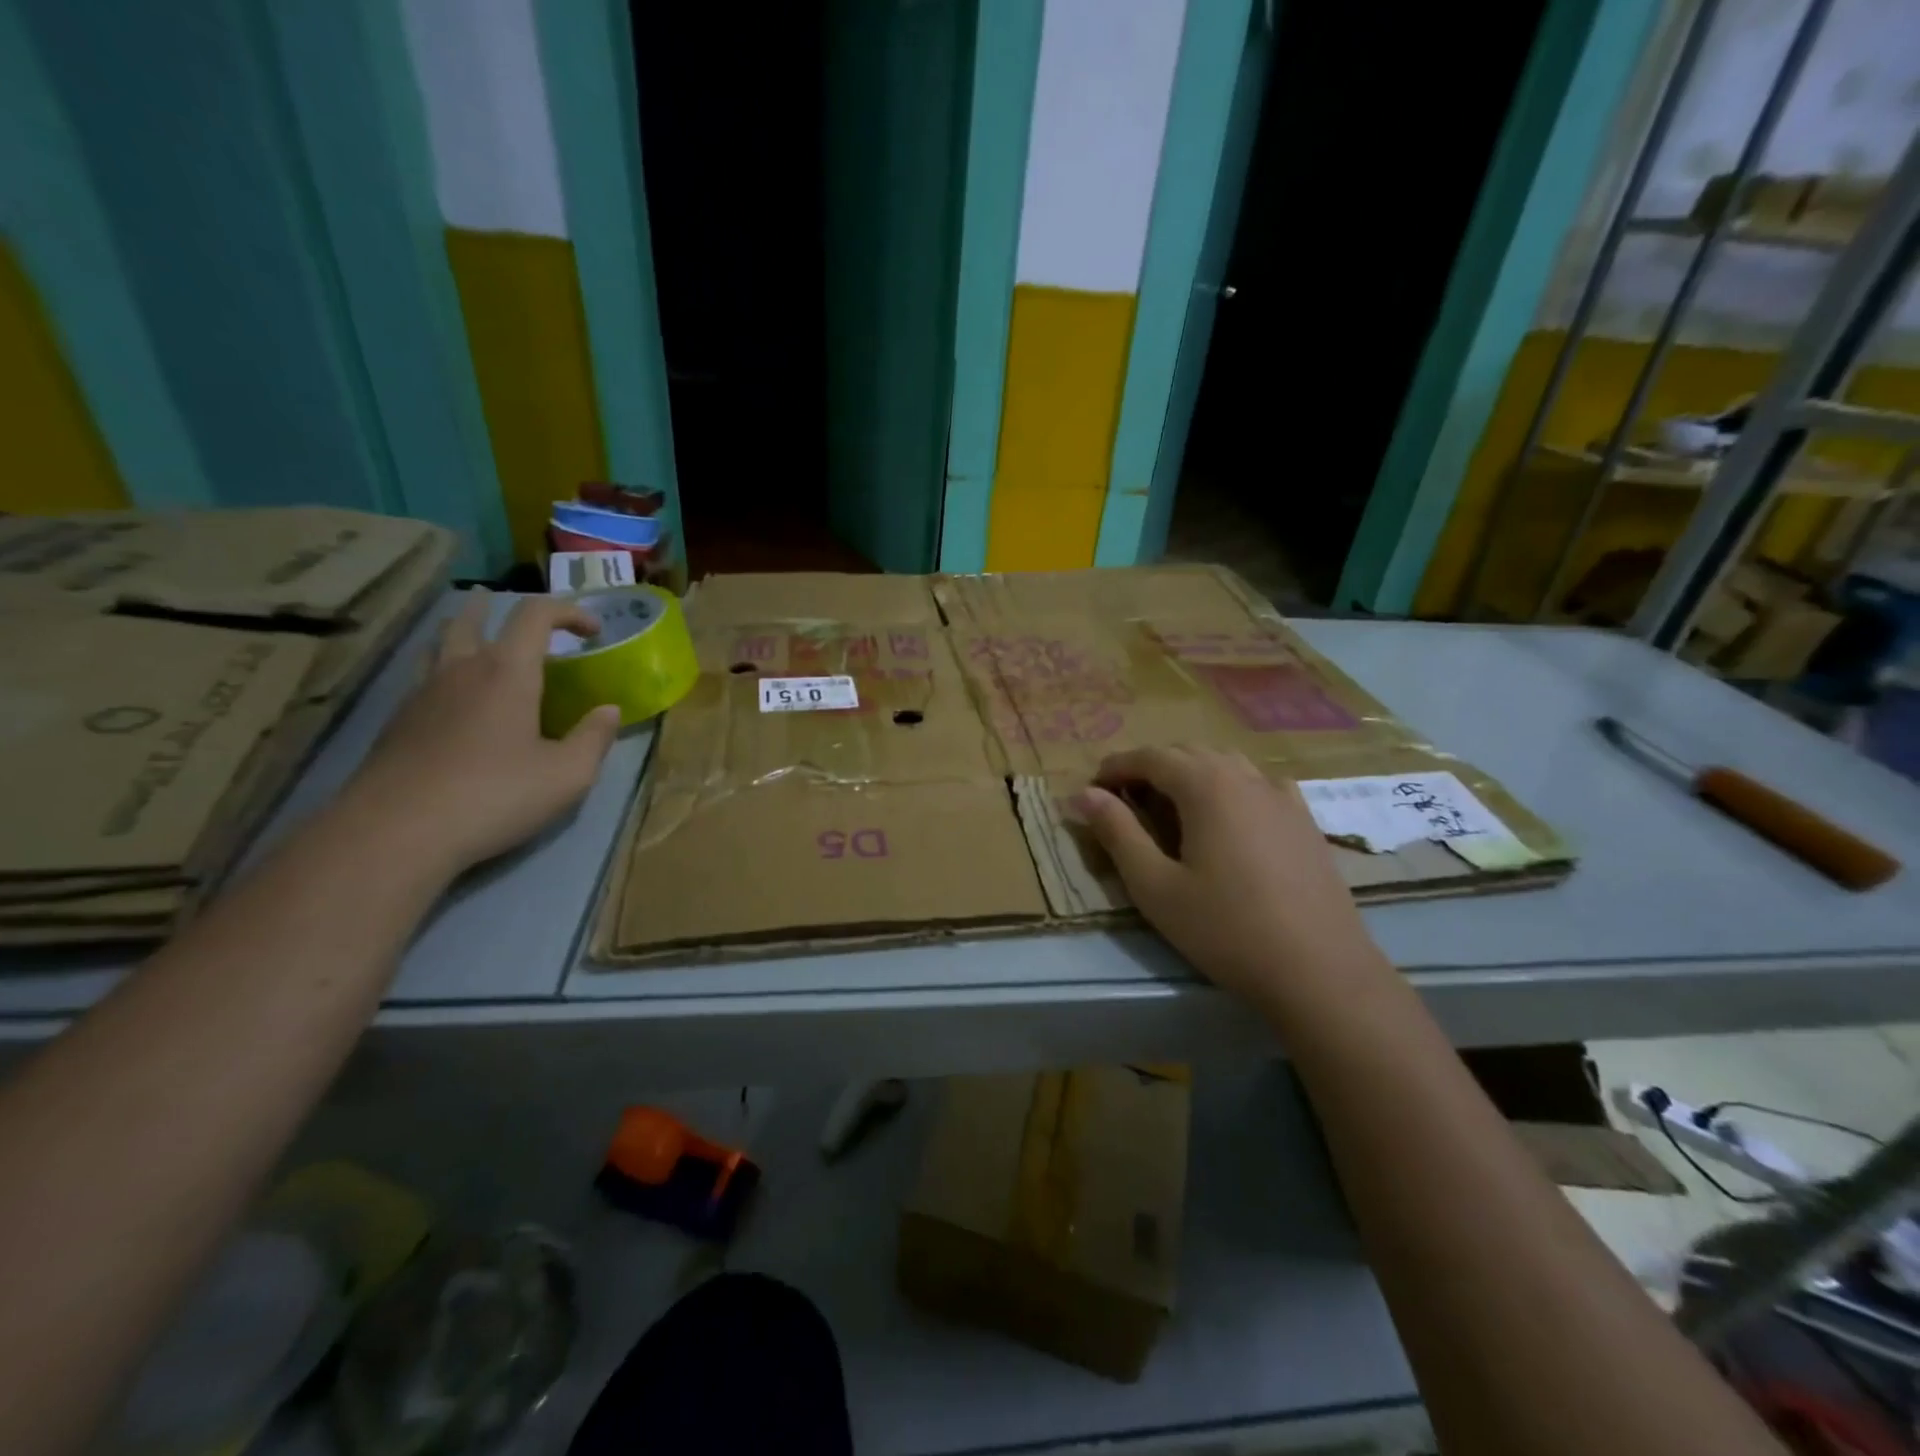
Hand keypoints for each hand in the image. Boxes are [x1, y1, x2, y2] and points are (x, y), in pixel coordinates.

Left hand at [341, 592, 621, 875]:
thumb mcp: (568, 775)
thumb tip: (608, 711)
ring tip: (479, 645)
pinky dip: (446, 673)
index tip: (593, 631)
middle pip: (472, 618)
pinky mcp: (396, 724)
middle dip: (497, 610)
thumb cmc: (495, 796)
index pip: (536, 615)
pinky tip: (457, 702)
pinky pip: (424, 679)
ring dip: (463, 634)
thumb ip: (594, 738)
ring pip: (439, 645)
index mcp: (507, 672)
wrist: (396, 832)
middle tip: (517, 619)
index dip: (569, 612)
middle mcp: (460, 670)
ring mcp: (421, 695)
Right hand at [1074, 746, 1386, 1009]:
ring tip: (1169, 807)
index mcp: (1206, 785)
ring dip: (1189, 774)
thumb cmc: (1226, 929)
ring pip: (1225, 764)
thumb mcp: (1155, 886)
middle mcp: (1245, 776)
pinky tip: (1228, 817)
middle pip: (1188, 753)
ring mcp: (1282, 795)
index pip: (1150, 757)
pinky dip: (1229, 787)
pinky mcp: (1304, 820)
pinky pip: (1258, 784)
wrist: (1320, 970)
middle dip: (1150, 768)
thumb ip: (1117, 833)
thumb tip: (1083, 795)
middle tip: (1123, 800)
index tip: (1092, 789)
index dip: (1116, 767)